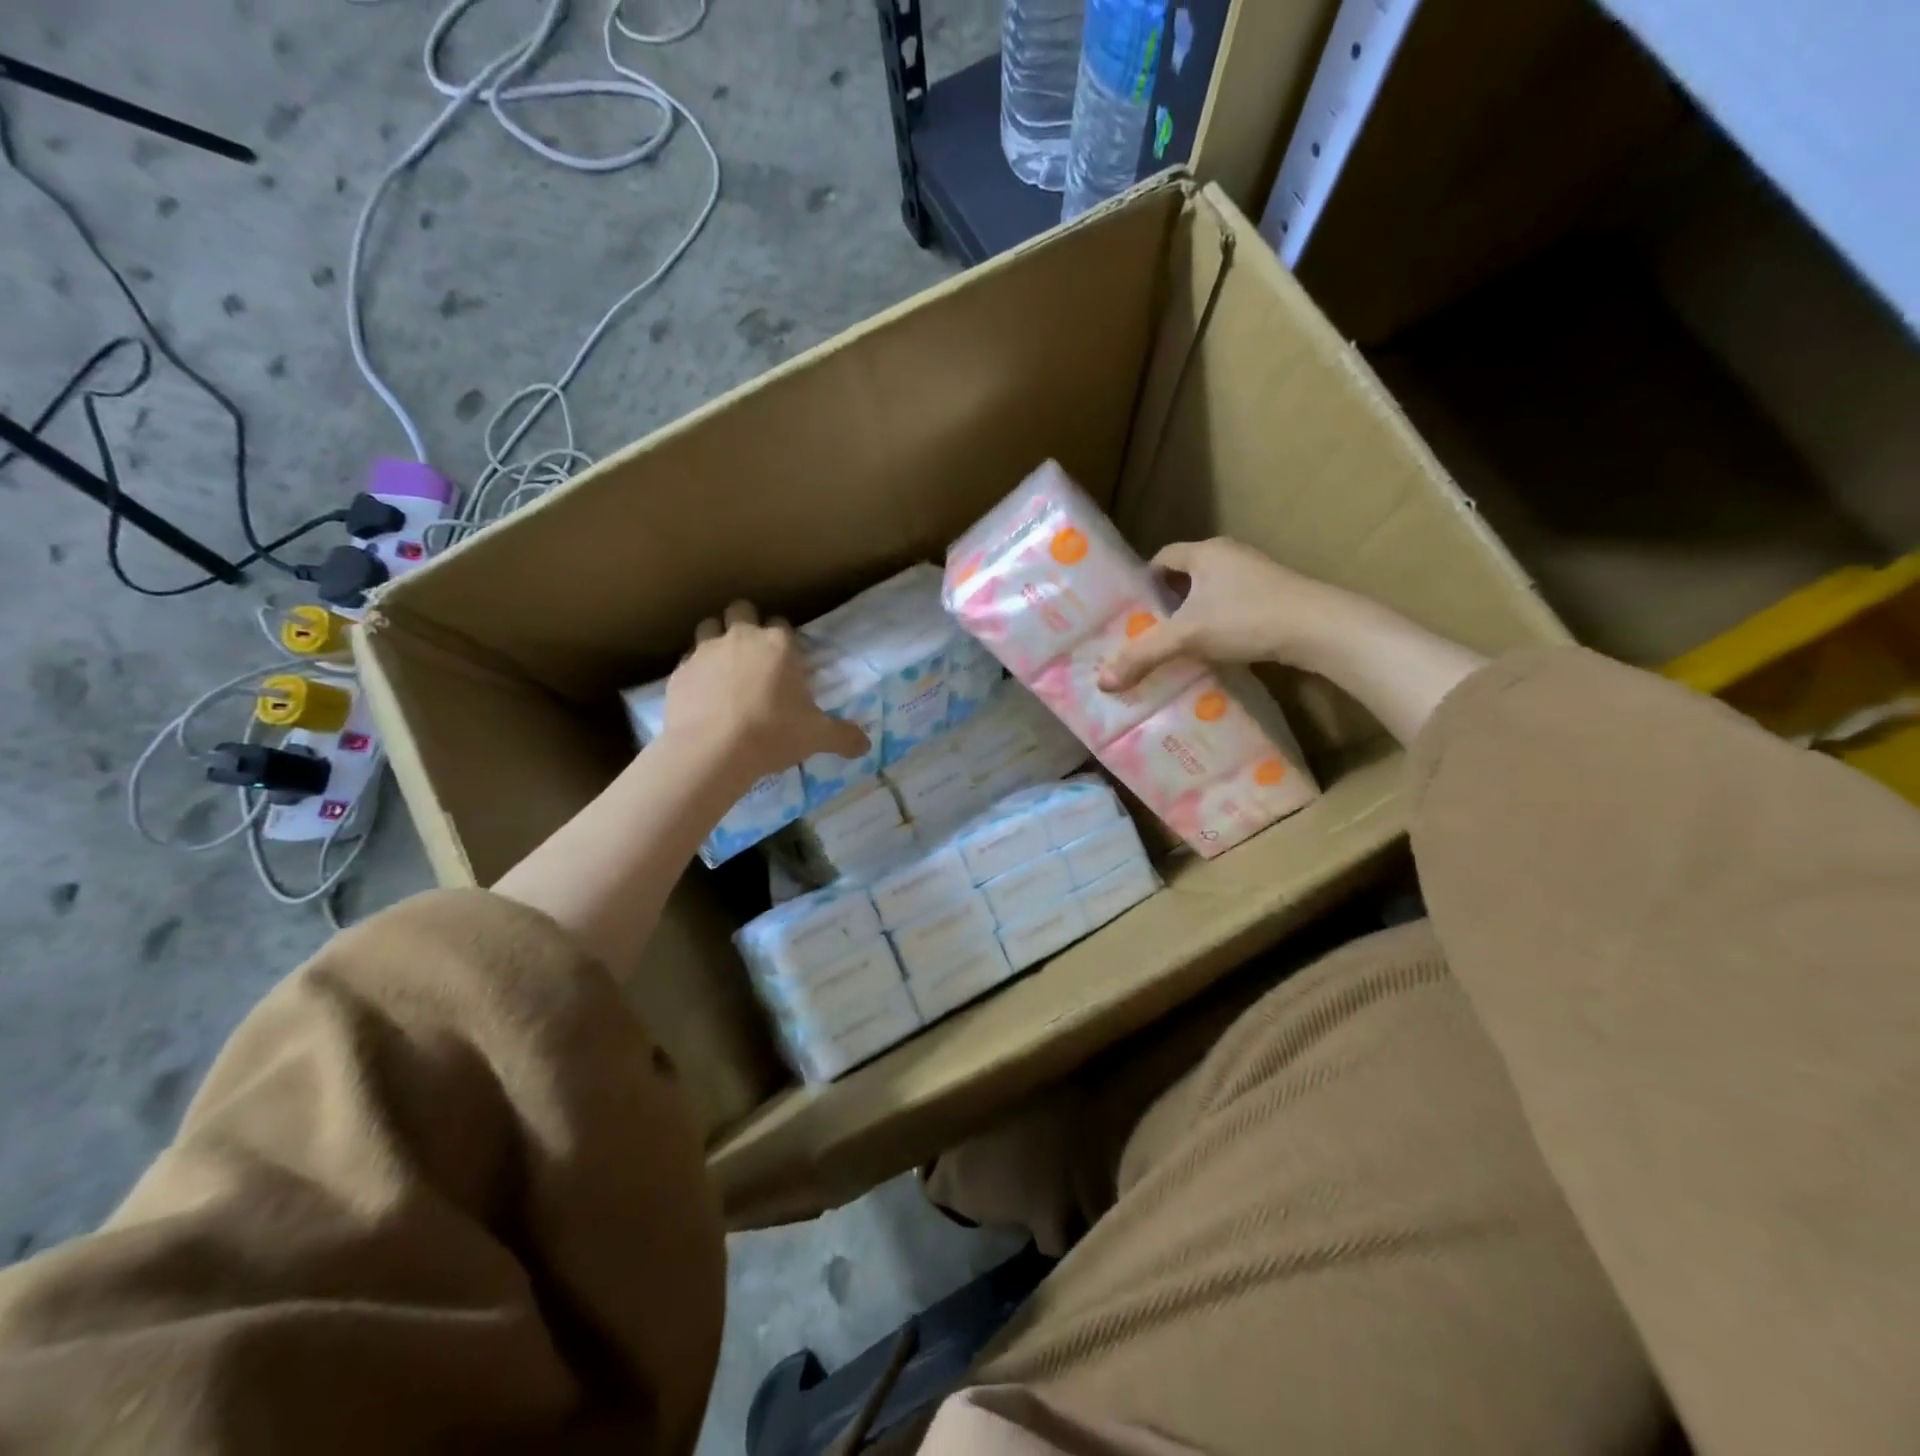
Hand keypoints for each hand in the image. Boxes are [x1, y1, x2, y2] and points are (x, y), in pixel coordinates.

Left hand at [663, 601, 868, 781]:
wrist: (712, 751)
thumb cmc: (772, 734)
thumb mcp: (816, 737)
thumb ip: (843, 736)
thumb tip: (865, 745)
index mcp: (779, 645)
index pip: (783, 625)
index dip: (786, 642)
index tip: (788, 663)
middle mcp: (742, 637)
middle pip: (741, 610)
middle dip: (746, 624)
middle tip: (753, 656)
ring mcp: (705, 651)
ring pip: (709, 627)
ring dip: (717, 640)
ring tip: (725, 669)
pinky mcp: (679, 672)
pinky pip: (688, 661)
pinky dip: (696, 672)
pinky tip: (703, 695)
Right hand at [1099, 539, 1364, 690]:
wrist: (1319, 628)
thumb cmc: (1246, 618)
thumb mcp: (1187, 637)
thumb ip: (1144, 655)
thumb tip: (1102, 681)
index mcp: (1205, 552)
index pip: (1162, 558)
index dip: (1142, 581)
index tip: (1129, 610)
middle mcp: (1230, 556)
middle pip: (1186, 577)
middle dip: (1165, 603)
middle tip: (1145, 633)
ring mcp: (1257, 576)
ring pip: (1211, 594)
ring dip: (1193, 616)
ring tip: (1175, 646)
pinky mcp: (1275, 597)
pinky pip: (1233, 607)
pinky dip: (1218, 625)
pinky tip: (1212, 651)